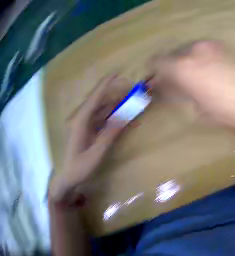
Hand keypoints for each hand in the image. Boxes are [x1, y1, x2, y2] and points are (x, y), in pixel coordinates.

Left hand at [49, 74, 127, 202]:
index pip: (95, 97)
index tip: (117, 72)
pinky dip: (108, 117)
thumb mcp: (95, 154)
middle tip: (129, 92)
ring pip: (99, 110)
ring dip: (113, 106)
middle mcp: (81, 118)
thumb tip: (124, 118)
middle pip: (99, 101)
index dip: (106, 84)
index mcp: (81, 120)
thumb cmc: (79, 167)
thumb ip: (109, 135)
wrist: (66, 177)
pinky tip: (117, 117)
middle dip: (114, 94)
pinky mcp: (84, 130)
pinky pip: (98, 119)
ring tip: (127, 103)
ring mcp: (82, 124)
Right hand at [149, 40, 234, 134]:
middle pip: (171, 55)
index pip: (156, 62)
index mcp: (183, 66)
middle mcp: (195, 49)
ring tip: (190, 80)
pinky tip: (206, 72)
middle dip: (168, 69)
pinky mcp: (225, 46)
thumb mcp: (195, 107)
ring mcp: (212, 45)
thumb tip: (160, 87)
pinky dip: (197, 59)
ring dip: (183, 63)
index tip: (154, 83)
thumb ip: (173, 92)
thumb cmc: (227, 113)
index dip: (152, 73)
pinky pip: (202, 50)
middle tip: (172, 84)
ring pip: (187, 50)